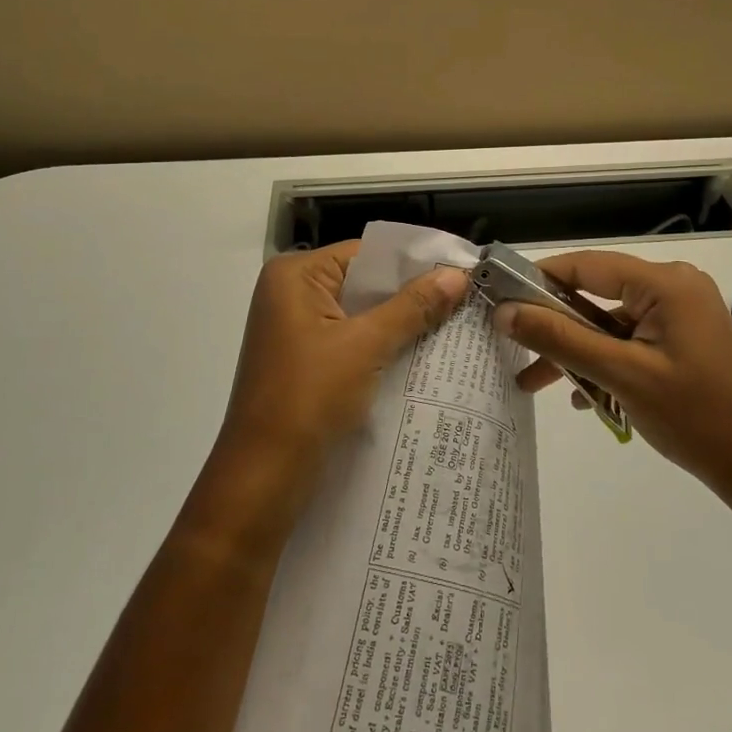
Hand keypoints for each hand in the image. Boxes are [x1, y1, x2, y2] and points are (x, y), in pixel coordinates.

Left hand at [220, 242, 467, 488]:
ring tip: (457, 323)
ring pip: (363, 313)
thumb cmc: (308, 398)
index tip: (463, 269)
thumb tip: (459, 275)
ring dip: (403, 322)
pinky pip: (355, 340)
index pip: (367, 252)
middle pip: (366, 281)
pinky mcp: (307, 361)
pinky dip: (385, 345)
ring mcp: (298, 330)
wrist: (263, 479)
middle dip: (413, 293)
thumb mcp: (365, 346)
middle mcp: (292, 294)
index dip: (415, 261)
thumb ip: (413, 307)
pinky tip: (425, 353)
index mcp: (295, 276)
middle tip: (468, 297)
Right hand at [496, 251, 731, 501]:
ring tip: (534, 382)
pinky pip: (630, 339)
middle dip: (555, 326)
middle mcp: (674, 287)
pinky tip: (582, 395)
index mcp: (665, 283)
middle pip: (596, 295)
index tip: (499, 298)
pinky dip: (604, 360)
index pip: (587, 265)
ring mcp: (681, 313)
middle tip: (511, 346)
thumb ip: (560, 339)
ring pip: (609, 322)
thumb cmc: (692, 417)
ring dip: (577, 350)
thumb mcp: (619, 375)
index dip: (539, 278)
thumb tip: (505, 311)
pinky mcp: (683, 337)